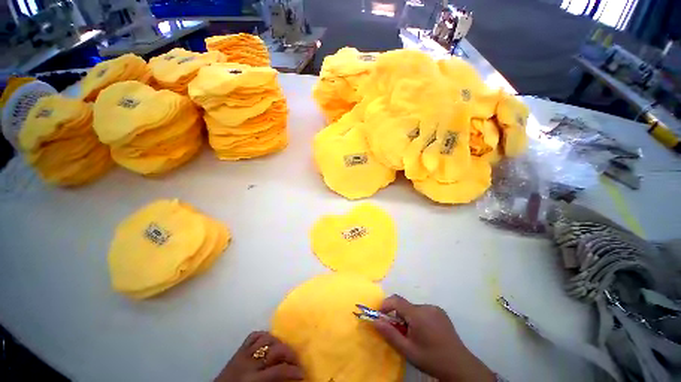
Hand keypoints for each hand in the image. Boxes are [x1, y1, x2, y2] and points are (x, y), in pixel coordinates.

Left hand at [215, 331, 303, 381]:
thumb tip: (290, 378)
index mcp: (253, 379)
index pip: (279, 370)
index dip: (293, 371)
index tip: (302, 374)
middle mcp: (249, 363)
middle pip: (276, 349)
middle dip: (290, 353)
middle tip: (296, 361)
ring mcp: (243, 354)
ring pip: (267, 339)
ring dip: (279, 343)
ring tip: (283, 351)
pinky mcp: (238, 350)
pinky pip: (254, 336)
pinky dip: (264, 336)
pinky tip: (269, 342)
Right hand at [372, 295, 494, 381]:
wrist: (460, 366)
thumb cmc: (431, 359)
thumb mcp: (407, 350)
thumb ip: (390, 334)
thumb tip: (375, 320)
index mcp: (418, 314)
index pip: (396, 300)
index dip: (385, 305)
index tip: (381, 316)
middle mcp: (426, 307)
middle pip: (405, 306)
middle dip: (398, 316)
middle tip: (400, 334)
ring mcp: (435, 309)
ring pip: (414, 309)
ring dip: (409, 318)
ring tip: (415, 336)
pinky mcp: (441, 313)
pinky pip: (423, 311)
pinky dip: (418, 318)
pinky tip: (426, 333)